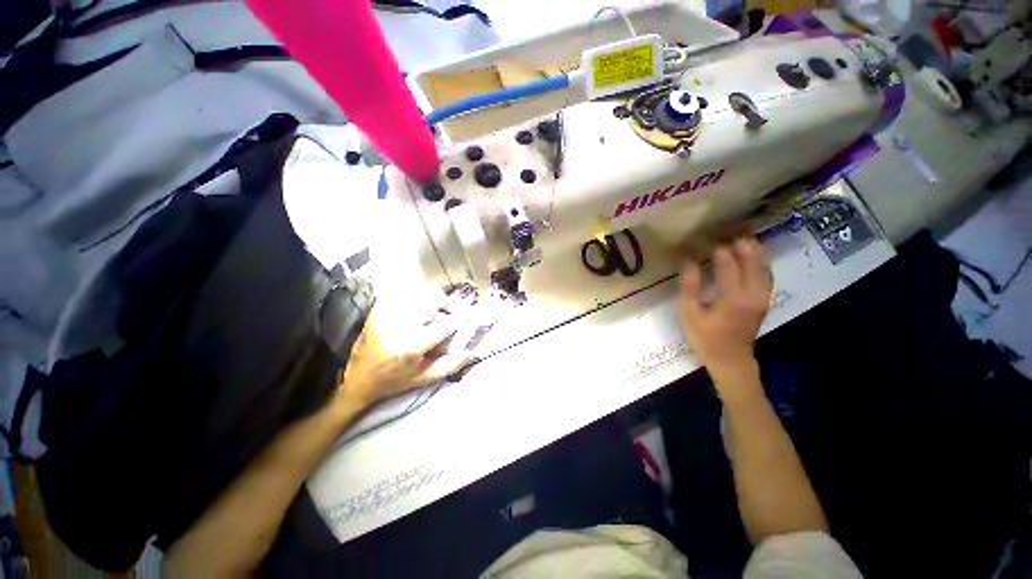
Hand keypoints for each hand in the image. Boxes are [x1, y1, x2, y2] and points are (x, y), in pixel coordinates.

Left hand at [336, 300, 474, 408]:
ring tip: (435, 307)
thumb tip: (473, 350)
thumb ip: (451, 365)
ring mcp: (386, 314)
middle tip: (451, 308)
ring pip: (417, 294)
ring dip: (431, 298)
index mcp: (412, 345)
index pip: (445, 324)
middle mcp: (399, 326)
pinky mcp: (377, 310)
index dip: (461, 318)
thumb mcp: (425, 378)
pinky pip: (402, 295)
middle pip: (431, 301)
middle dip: (446, 302)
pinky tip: (417, 305)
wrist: (357, 379)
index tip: (469, 314)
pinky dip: (414, 296)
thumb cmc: (395, 381)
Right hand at [680, 237, 771, 391]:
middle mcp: (755, 293)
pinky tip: (751, 253)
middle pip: (752, 259)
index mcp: (735, 297)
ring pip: (763, 264)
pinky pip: (765, 273)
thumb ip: (690, 286)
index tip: (703, 237)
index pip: (728, 263)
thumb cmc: (706, 338)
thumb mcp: (691, 314)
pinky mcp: (765, 299)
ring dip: (752, 247)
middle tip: (725, 227)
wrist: (731, 361)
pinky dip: (759, 259)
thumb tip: (689, 260)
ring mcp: (764, 296)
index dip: (716, 248)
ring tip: (739, 233)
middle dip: (739, 241)